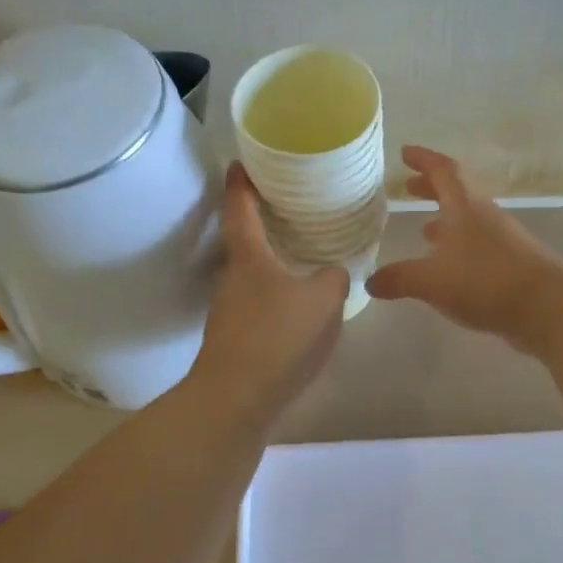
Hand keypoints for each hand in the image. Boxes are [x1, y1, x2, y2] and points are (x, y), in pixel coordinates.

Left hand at [189, 164, 348, 420]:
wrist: (237, 399)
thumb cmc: (277, 337)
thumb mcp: (322, 300)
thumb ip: (334, 277)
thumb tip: (333, 272)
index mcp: (248, 257)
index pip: (239, 208)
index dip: (241, 183)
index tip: (241, 162)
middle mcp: (232, 278)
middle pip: (243, 241)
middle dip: (261, 223)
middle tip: (288, 208)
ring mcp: (229, 311)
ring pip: (252, 276)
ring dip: (271, 263)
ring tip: (300, 257)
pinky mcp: (234, 339)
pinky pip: (258, 305)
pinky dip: (275, 296)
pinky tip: (298, 309)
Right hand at [366, 146, 562, 351]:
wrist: (548, 308)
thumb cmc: (486, 281)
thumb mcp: (433, 281)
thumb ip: (400, 279)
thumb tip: (370, 282)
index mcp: (465, 207)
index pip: (444, 171)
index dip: (424, 159)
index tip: (405, 153)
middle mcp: (484, 216)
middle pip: (457, 192)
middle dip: (431, 188)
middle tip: (409, 188)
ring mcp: (501, 239)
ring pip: (468, 220)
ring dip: (445, 219)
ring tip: (424, 230)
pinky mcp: (510, 263)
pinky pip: (478, 244)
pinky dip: (458, 246)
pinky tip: (448, 267)